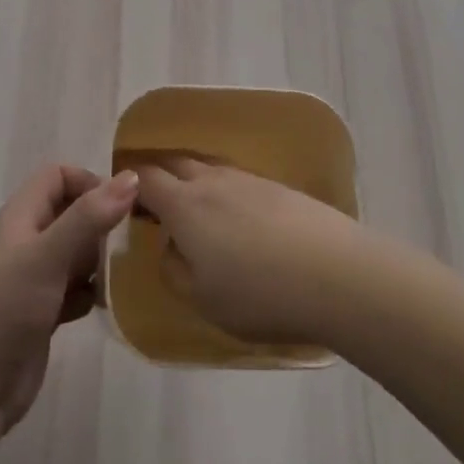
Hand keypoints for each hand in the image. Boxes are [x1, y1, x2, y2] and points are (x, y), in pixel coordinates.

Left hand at [0, 164, 136, 434]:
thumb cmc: (4, 309)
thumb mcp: (47, 256)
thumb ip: (88, 217)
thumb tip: (133, 177)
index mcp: (21, 217)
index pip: (58, 176)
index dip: (89, 183)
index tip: (118, 209)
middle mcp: (27, 241)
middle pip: (72, 213)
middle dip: (101, 225)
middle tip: (126, 246)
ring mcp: (35, 278)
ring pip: (77, 252)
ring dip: (100, 261)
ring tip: (119, 277)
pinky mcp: (44, 311)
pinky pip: (77, 289)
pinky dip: (91, 293)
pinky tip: (102, 307)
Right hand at [133, 156, 368, 346]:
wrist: (338, 275)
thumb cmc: (259, 294)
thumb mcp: (202, 299)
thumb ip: (174, 270)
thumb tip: (169, 247)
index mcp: (184, 205)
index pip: (146, 179)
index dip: (130, 185)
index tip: (125, 202)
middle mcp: (213, 181)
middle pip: (176, 163)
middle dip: (160, 177)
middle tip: (156, 203)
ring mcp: (250, 180)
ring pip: (210, 170)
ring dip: (195, 183)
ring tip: (198, 213)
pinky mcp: (280, 188)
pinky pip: (239, 181)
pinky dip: (227, 193)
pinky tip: (240, 220)